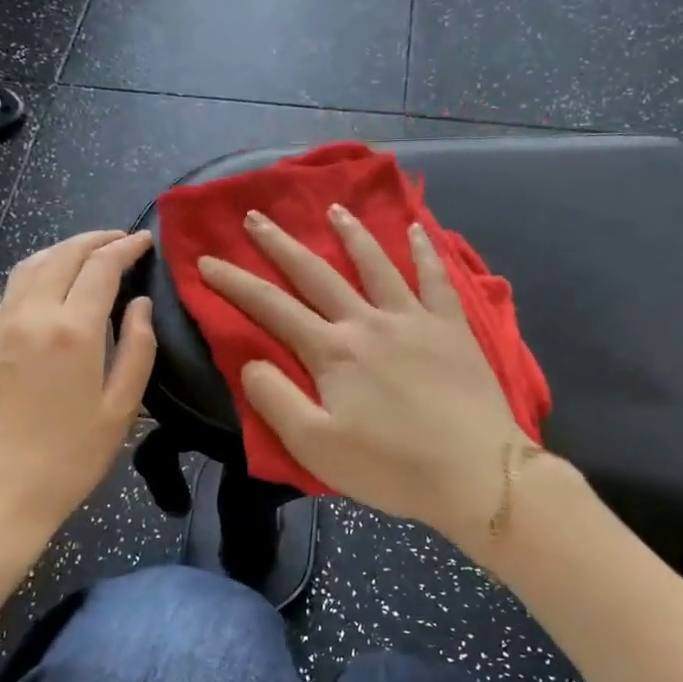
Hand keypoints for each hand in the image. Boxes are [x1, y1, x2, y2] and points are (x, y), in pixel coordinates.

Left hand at [0, 230, 155, 580]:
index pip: (100, 267)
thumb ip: (137, 350)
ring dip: (62, 249)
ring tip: (87, 252)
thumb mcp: (121, 409)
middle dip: (95, 239)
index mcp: (73, 331)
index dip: (125, 248)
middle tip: (120, 239)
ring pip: (31, 265)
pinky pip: (11, 289)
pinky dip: (36, 271)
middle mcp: (32, 315)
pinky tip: (49, 283)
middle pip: (63, 255)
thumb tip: (140, 305)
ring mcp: (0, 326)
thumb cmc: (69, 459)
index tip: (144, 241)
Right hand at [198, 206, 527, 546]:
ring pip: (375, 264)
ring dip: (350, 234)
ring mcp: (414, 319)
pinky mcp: (452, 328)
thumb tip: (250, 360)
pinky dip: (425, 250)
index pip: (272, 307)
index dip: (234, 283)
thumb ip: (276, 399)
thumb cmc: (391, 467)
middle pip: (317, 273)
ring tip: (333, 208)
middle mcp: (368, 322)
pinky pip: (436, 278)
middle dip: (280, 244)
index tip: (206, 260)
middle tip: (256, 216)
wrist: (475, 473)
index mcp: (332, 352)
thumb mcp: (316, 446)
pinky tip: (417, 229)